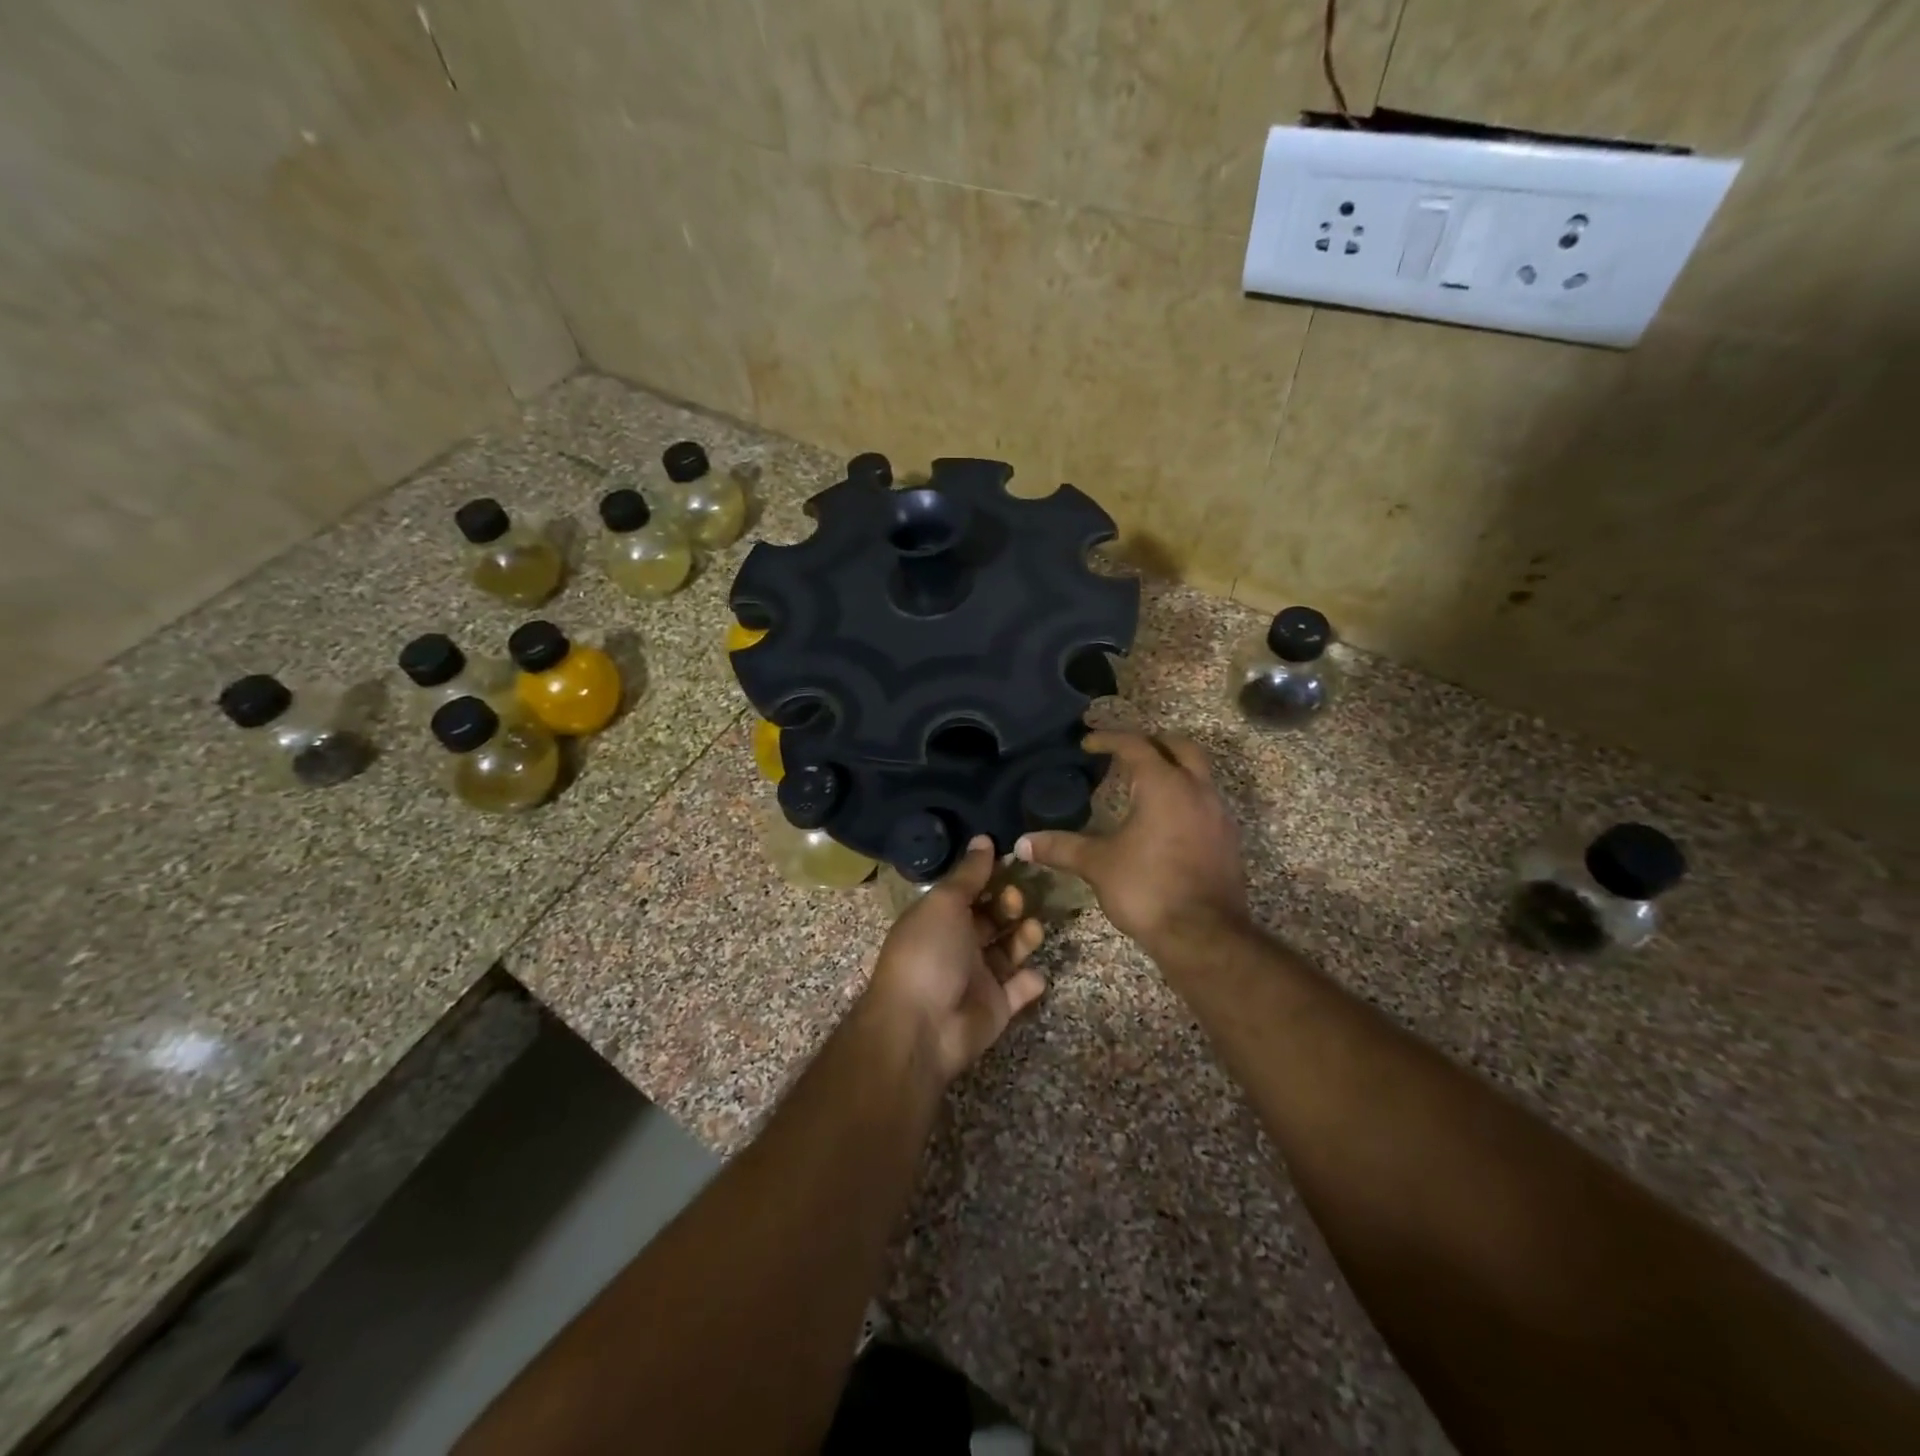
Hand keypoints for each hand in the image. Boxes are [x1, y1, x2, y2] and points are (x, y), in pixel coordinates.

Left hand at [863, 836, 1046, 1085]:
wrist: (922, 1026)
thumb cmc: (929, 953)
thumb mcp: (945, 903)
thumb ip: (969, 873)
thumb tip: (983, 838)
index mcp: (939, 918)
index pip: (969, 891)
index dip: (990, 876)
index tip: (1015, 861)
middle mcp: (958, 945)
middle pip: (992, 919)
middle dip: (1009, 905)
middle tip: (1018, 901)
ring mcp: (978, 977)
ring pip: (1009, 950)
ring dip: (1024, 937)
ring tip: (1033, 929)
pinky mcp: (996, 1007)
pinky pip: (1019, 989)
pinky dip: (1029, 981)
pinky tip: (1032, 973)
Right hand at [1016, 731, 1247, 952]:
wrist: (1204, 936)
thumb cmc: (1148, 889)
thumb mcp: (1098, 865)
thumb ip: (1061, 847)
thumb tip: (1021, 843)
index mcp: (1163, 785)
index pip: (1136, 745)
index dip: (1109, 739)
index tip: (1088, 742)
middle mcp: (1196, 790)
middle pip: (1179, 747)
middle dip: (1151, 742)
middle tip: (1125, 751)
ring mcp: (1218, 814)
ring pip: (1199, 773)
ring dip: (1173, 769)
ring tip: (1143, 784)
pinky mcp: (1228, 839)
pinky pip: (1206, 801)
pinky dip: (1185, 796)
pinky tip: (1165, 819)